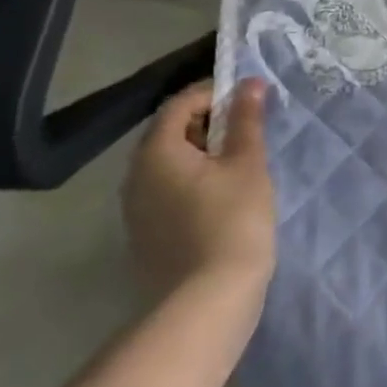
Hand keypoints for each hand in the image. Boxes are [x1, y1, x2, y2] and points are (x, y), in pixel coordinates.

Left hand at [122, 79, 275, 300]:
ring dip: (203, 153)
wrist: (207, 303)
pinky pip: (169, 191)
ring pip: (170, 164)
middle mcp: (136, 176)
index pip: (180, 103)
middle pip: (171, 132)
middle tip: (250, 130)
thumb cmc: (232, 222)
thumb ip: (246, 120)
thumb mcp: (247, 164)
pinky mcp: (147, 235)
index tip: (249, 100)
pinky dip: (195, 181)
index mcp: (156, 152)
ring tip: (242, 162)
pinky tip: (225, 196)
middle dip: (210, 122)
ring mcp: (137, 209)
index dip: (214, 93)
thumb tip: (248, 83)